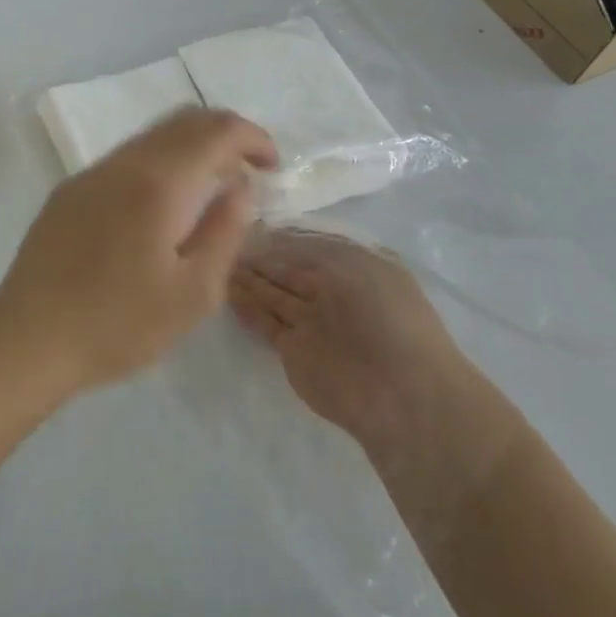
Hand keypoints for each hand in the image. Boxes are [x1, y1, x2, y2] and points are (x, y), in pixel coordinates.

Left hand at [0, 108, 277, 395]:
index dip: (253, 138)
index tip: (271, 168)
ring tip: (208, 191)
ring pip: (151, 137)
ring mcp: (90, 174)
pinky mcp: (69, 190)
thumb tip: (241, 188)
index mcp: (158, 182)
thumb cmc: (119, 324)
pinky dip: (158, 164)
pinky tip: (159, 207)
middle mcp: (123, 163)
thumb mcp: (193, 293)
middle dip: (224, 136)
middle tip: (247, 174)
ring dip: (189, 149)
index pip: (216, 129)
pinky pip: (125, 159)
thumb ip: (225, 231)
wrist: (29, 338)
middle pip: (183, 120)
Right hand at [228, 228, 466, 462]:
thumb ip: (310, 253)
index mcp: (353, 267)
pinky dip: (246, 308)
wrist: (399, 392)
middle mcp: (331, 292)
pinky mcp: (294, 351)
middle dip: (258, 257)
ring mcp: (311, 323)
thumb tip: (273, 242)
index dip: (277, 237)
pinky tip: (225, 292)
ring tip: (216, 262)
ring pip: (272, 294)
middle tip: (222, 241)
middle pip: (286, 270)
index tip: (245, 224)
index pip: (306, 245)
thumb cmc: (387, 317)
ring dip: (247, 280)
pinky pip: (265, 322)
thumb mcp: (353, 264)